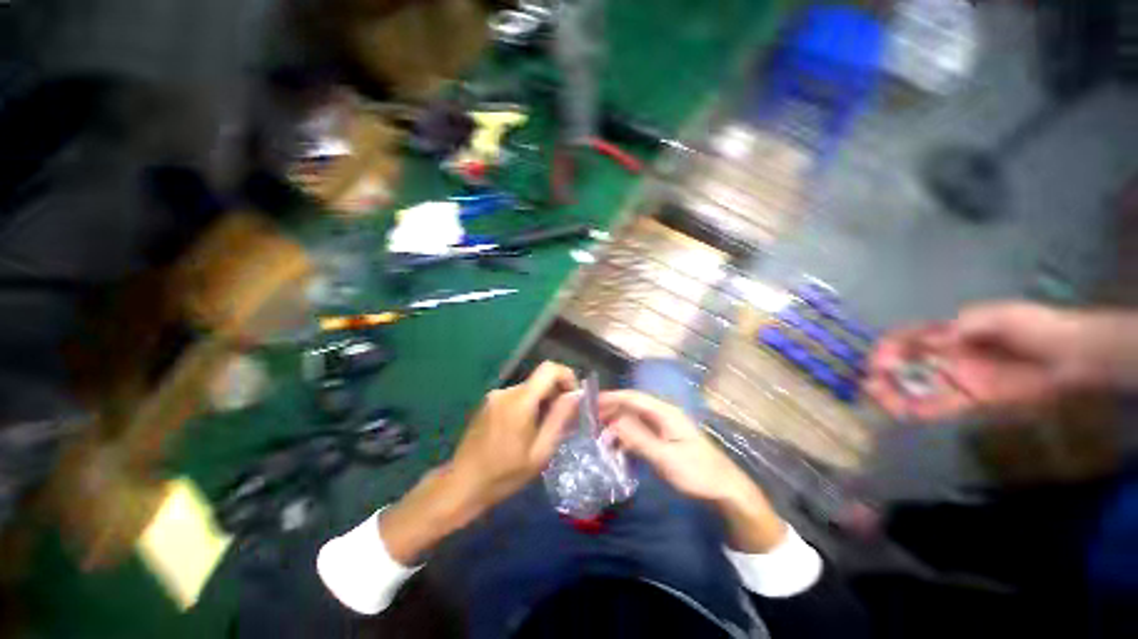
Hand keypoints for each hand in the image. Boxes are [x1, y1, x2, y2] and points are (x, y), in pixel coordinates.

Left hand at [449, 361, 579, 511]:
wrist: (461, 485)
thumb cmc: (504, 474)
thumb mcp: (540, 452)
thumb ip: (560, 419)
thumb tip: (576, 394)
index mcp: (520, 401)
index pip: (549, 368)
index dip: (567, 376)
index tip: (574, 397)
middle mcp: (506, 391)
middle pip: (540, 380)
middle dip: (555, 395)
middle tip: (561, 422)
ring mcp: (494, 396)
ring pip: (529, 389)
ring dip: (541, 402)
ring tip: (542, 430)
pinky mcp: (488, 403)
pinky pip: (515, 396)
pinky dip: (527, 406)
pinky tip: (524, 430)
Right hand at [599, 390, 785, 552]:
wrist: (725, 489)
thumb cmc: (697, 472)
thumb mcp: (665, 458)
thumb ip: (638, 439)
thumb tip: (613, 422)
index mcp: (665, 412)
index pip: (633, 398)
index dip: (612, 397)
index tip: (591, 402)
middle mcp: (663, 414)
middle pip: (632, 405)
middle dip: (611, 410)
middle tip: (590, 419)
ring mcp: (665, 426)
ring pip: (635, 418)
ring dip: (617, 422)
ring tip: (598, 431)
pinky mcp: (665, 438)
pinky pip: (641, 430)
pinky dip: (626, 434)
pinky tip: (617, 444)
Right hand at [865, 301, 1091, 421]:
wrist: (1075, 356)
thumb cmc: (1037, 328)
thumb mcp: (1002, 317)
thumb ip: (965, 326)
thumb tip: (931, 341)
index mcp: (949, 334)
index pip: (907, 340)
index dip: (888, 348)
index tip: (879, 361)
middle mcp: (946, 357)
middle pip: (905, 365)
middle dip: (883, 373)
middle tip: (871, 384)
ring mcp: (959, 380)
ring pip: (916, 387)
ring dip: (894, 393)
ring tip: (880, 399)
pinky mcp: (973, 402)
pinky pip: (940, 407)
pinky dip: (920, 410)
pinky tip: (906, 413)